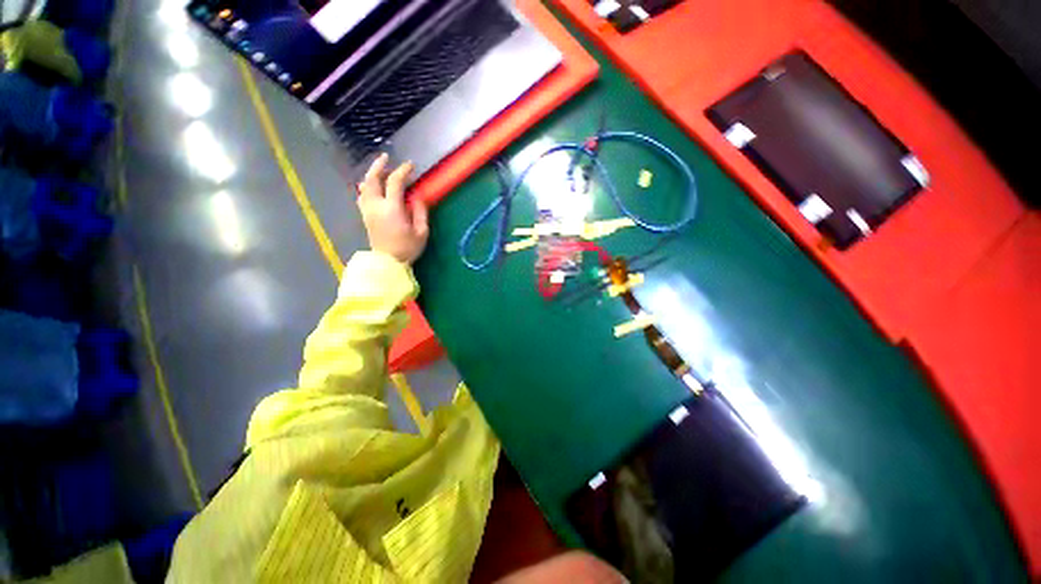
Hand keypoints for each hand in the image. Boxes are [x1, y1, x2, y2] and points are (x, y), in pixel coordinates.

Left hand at [357, 153, 428, 263]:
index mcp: (391, 208)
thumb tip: (417, 196)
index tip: (410, 166)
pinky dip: (367, 186)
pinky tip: (373, 187)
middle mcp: (376, 205)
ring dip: (372, 175)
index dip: (403, 171)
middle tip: (386, 157)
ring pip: (364, 186)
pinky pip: (362, 195)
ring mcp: (367, 210)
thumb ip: (420, 211)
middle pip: (372, 178)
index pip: (395, 182)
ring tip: (380, 170)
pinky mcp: (365, 216)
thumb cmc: (407, 248)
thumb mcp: (421, 232)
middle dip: (379, 165)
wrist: (388, 263)